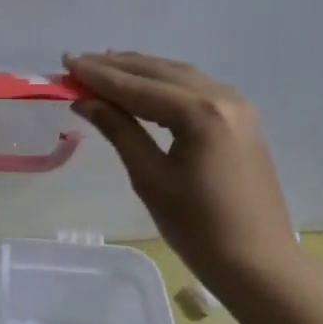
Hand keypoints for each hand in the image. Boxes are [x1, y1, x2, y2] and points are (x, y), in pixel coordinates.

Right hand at [66, 51, 300, 286]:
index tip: (66, 62)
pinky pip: (194, 89)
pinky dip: (163, 83)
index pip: (138, 87)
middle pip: (160, 72)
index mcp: (200, 113)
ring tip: (103, 67)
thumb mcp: (150, 179)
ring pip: (179, 76)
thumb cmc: (198, 228)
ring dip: (140, 70)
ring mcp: (237, 106)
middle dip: (116, 67)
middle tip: (77, 62)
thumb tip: (85, 101)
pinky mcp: (240, 120)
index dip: (98, 75)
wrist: (257, 261)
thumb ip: (119, 132)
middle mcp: (222, 97)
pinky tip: (143, 87)